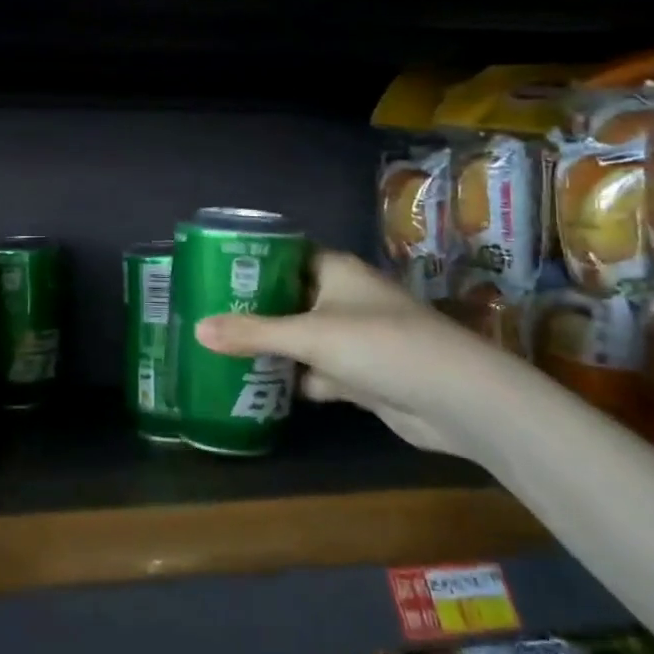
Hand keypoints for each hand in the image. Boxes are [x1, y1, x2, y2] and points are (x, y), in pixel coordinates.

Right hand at [193, 250, 506, 457]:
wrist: (456, 400)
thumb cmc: (380, 345)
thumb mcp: (309, 336)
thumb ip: (252, 334)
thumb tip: (197, 329)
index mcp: (335, 271)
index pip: (285, 254)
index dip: (251, 261)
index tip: (212, 271)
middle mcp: (344, 298)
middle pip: (289, 297)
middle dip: (253, 308)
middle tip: (206, 313)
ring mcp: (354, 338)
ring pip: (301, 337)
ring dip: (271, 346)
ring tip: (220, 349)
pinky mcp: (361, 375)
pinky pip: (316, 371)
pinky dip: (293, 379)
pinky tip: (256, 388)